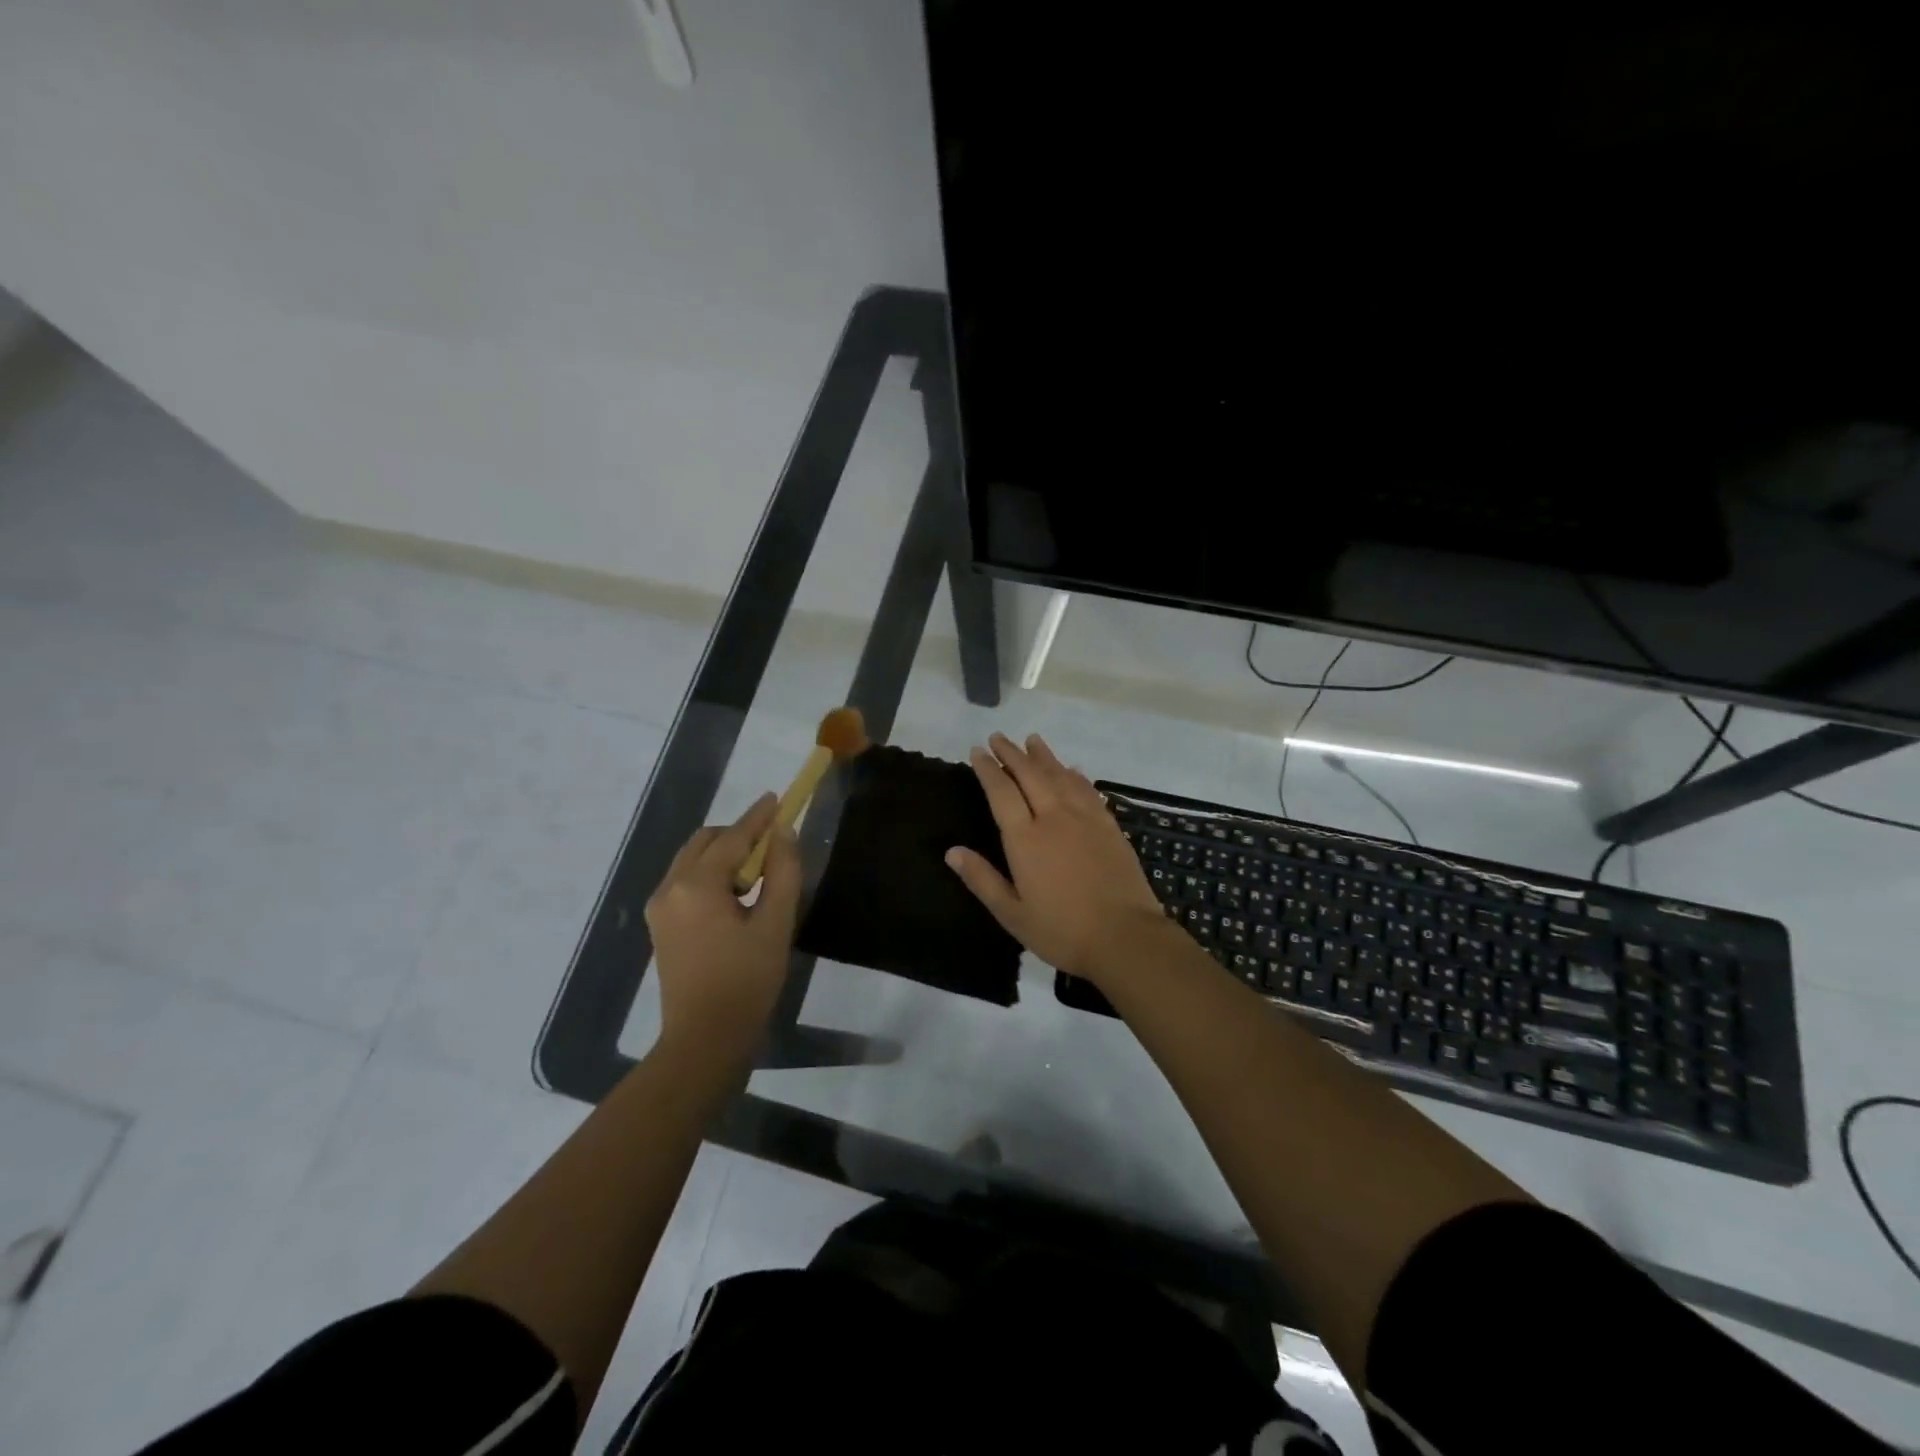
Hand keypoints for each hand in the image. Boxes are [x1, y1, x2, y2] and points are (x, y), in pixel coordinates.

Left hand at [646, 794, 800, 1059]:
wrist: (705, 1040)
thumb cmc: (747, 981)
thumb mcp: (776, 923)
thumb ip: (783, 871)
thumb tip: (784, 832)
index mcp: (697, 885)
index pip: (733, 837)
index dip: (759, 817)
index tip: (778, 797)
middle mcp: (670, 887)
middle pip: (706, 842)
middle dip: (739, 834)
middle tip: (773, 842)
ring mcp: (660, 907)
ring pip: (693, 860)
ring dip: (724, 854)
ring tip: (759, 872)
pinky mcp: (660, 925)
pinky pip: (686, 881)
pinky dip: (711, 874)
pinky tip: (736, 895)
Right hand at [946, 733, 1165, 982]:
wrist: (1125, 937)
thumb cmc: (1062, 931)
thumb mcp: (1012, 914)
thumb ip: (982, 879)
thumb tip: (951, 851)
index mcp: (1026, 839)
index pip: (1002, 792)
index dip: (988, 769)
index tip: (978, 751)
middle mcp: (1054, 818)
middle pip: (1030, 775)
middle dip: (1012, 754)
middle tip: (998, 737)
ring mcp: (1085, 819)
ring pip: (1061, 776)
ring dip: (1044, 756)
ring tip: (1032, 740)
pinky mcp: (1109, 826)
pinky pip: (1088, 791)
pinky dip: (1076, 775)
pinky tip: (1072, 769)